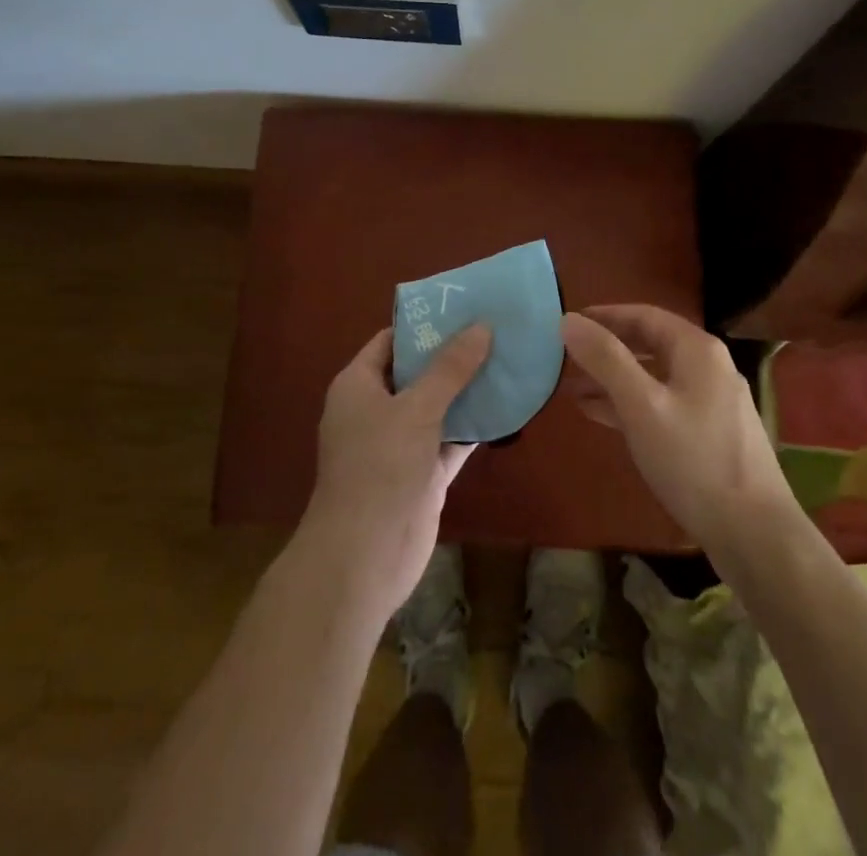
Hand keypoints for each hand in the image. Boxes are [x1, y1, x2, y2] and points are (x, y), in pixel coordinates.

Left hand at [300, 323, 490, 617]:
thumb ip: (450, 368)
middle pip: (417, 372)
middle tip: (495, 330)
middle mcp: (376, 410)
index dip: (425, 325)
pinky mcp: (421, 473)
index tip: (464, 308)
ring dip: (468, 390)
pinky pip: (450, 439)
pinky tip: (507, 407)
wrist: (365, 557)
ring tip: (508, 360)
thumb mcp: (417, 408)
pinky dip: (474, 426)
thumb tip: (481, 326)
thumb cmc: (380, 467)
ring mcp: (399, 444)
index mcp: (359, 385)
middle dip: (453, 355)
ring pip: (438, 406)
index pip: (391, 341)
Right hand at [562, 305, 793, 549]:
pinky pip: (663, 405)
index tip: (569, 322)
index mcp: (697, 349)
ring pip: (655, 377)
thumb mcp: (641, 405)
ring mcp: (713, 402)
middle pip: (650, 344)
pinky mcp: (711, 433)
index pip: (643, 315)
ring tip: (573, 389)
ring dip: (615, 380)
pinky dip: (632, 405)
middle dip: (607, 350)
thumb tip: (568, 320)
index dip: (604, 316)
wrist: (755, 533)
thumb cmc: (693, 460)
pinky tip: (603, 417)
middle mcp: (709, 366)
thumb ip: (605, 359)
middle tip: (566, 357)